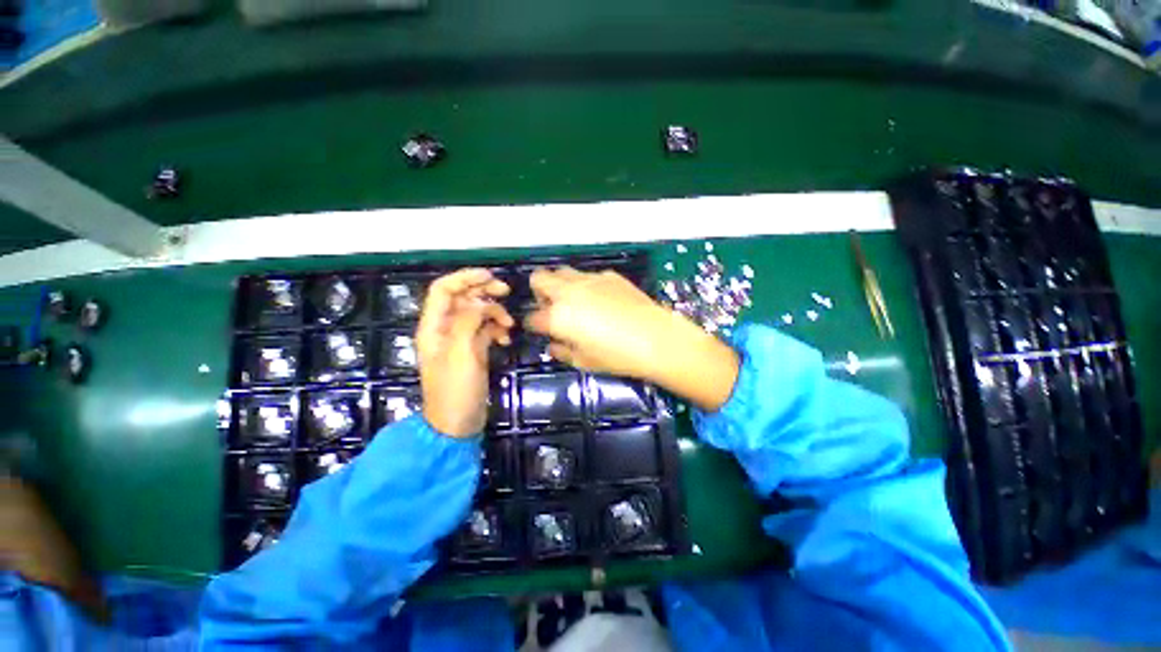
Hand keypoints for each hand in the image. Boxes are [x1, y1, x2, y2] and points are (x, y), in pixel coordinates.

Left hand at [417, 269, 513, 436]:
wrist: (457, 423)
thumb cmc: (455, 390)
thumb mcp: (461, 353)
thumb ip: (468, 322)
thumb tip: (481, 304)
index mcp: (434, 326)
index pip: (443, 290)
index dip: (465, 278)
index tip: (490, 276)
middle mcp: (445, 329)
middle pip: (462, 298)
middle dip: (484, 291)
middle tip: (506, 291)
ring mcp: (459, 340)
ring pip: (477, 313)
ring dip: (495, 313)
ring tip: (509, 325)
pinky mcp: (472, 350)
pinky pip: (485, 330)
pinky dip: (496, 330)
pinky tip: (506, 339)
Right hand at [524, 267, 739, 410]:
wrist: (657, 339)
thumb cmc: (617, 356)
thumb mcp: (584, 362)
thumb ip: (562, 351)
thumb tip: (553, 345)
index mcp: (558, 316)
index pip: (533, 317)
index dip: (533, 325)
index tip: (540, 330)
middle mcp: (569, 292)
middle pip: (539, 279)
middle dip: (539, 293)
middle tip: (553, 309)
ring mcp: (590, 280)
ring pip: (563, 272)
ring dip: (561, 285)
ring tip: (576, 302)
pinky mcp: (610, 276)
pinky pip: (589, 276)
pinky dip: (586, 286)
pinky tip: (602, 301)